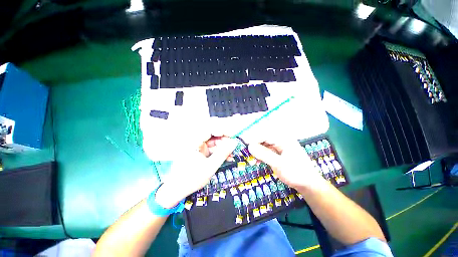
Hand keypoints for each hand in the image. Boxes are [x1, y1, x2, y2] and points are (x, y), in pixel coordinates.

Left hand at [155, 136, 236, 208]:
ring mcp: (198, 145)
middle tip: (233, 146)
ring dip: (224, 147)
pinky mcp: (201, 151)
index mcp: (194, 141)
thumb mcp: (210, 166)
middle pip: (213, 134)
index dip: (223, 129)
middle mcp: (196, 140)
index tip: (233, 135)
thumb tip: (234, 143)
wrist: (177, 189)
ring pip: (214, 141)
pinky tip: (227, 157)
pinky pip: (212, 148)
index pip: (210, 128)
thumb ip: (223, 153)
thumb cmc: (192, 178)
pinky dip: (220, 152)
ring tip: (232, 154)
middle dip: (225, 140)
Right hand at [247, 138, 324, 189]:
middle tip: (246, 153)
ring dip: (256, 152)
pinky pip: (265, 151)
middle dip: (254, 146)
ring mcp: (278, 147)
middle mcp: (280, 140)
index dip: (253, 138)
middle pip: (263, 139)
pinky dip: (260, 156)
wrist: (308, 184)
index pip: (265, 134)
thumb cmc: (296, 173)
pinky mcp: (277, 153)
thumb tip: (249, 146)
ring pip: (263, 145)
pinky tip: (256, 162)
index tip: (244, 143)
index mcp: (283, 139)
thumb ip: (264, 154)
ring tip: (251, 160)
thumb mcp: (279, 164)